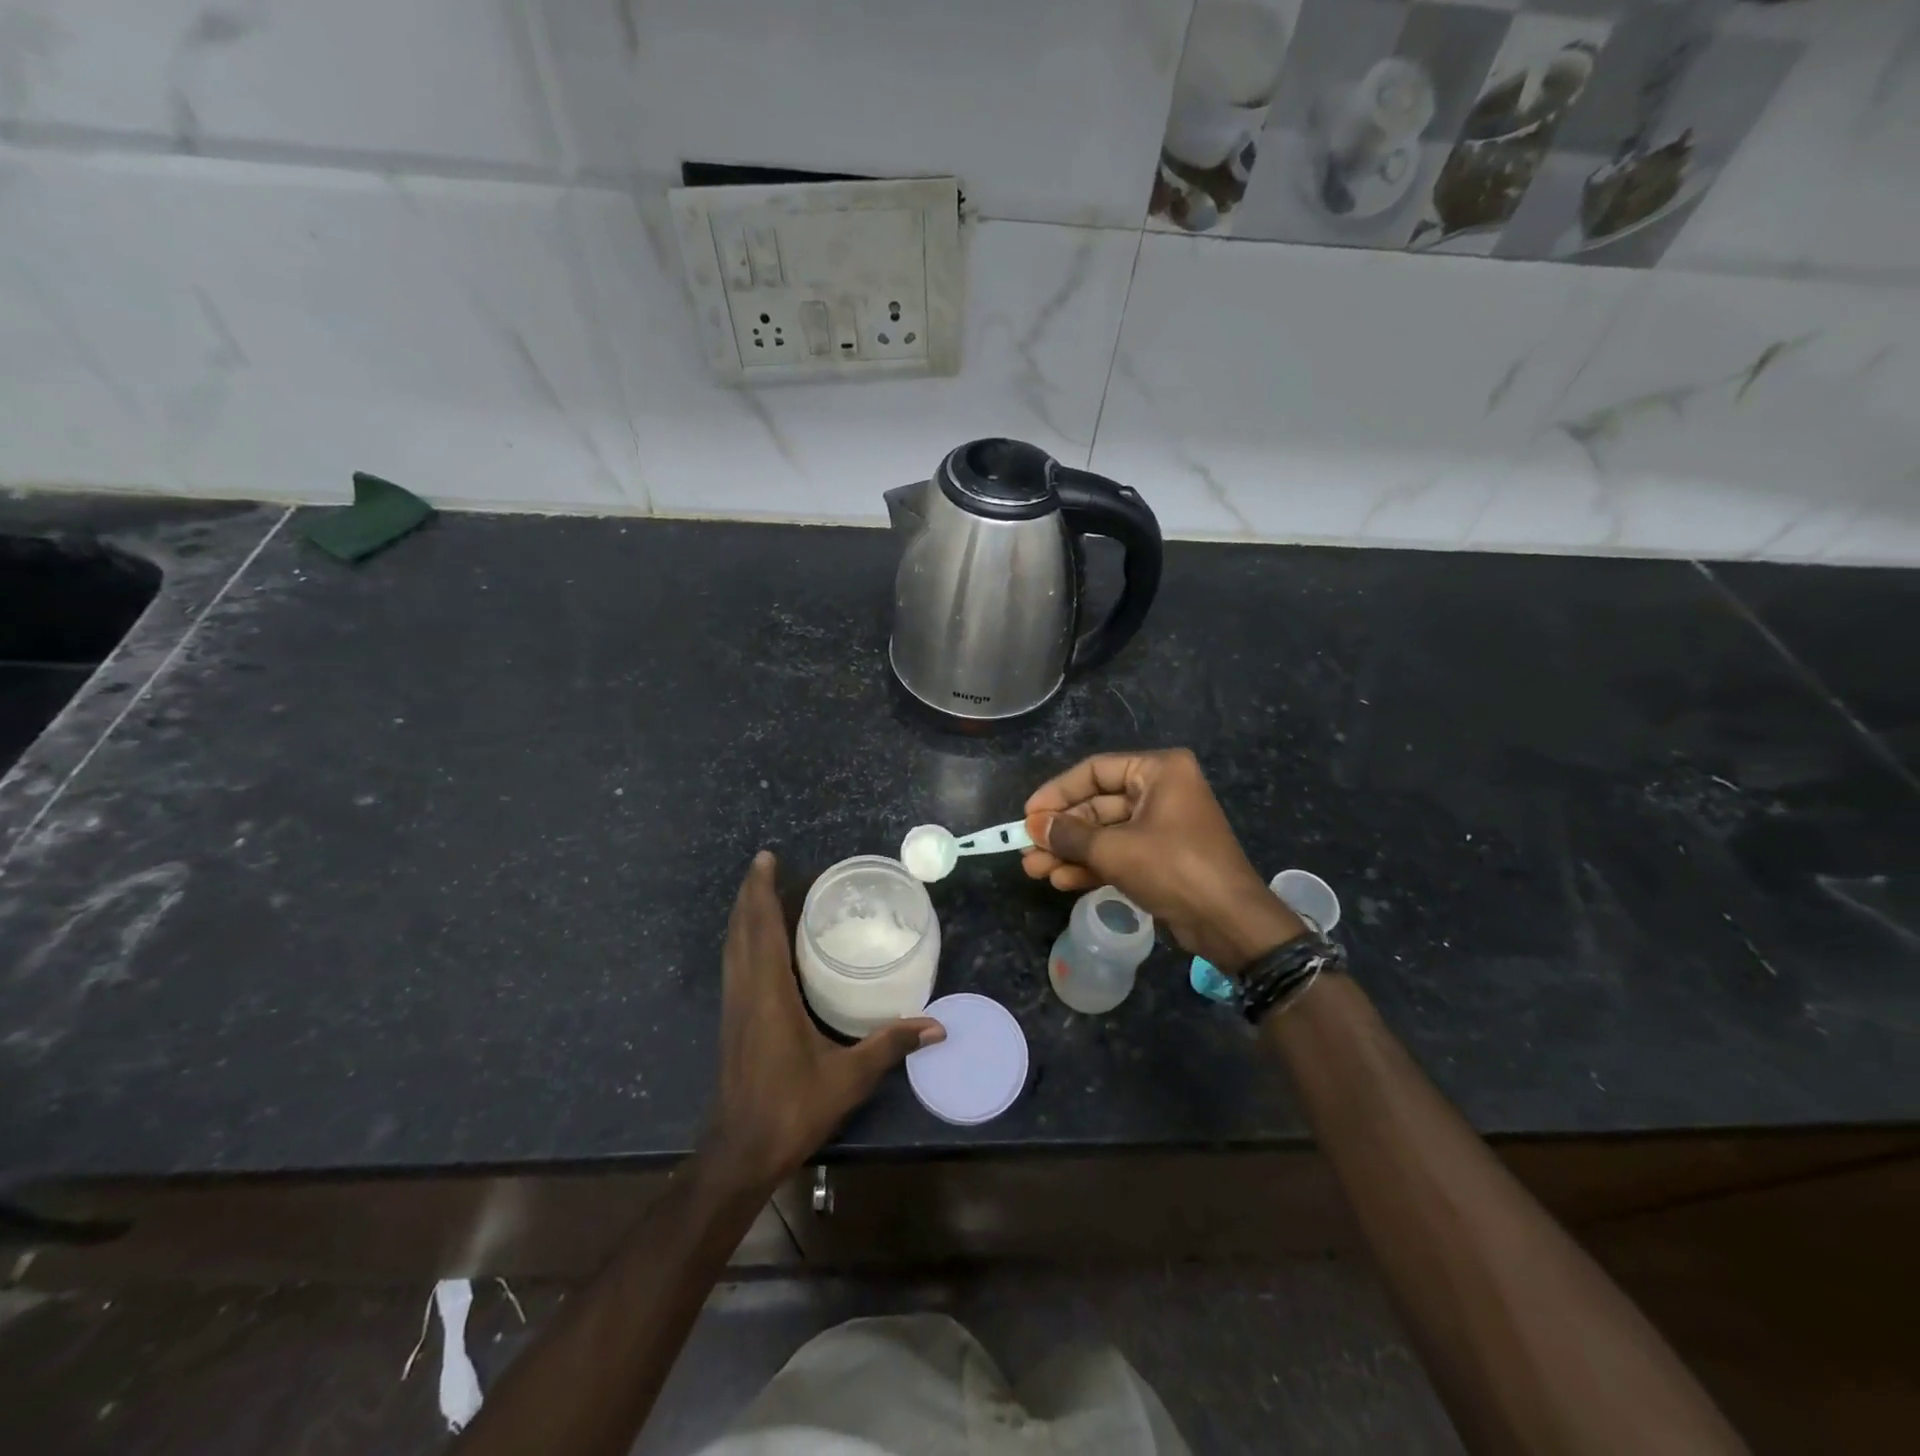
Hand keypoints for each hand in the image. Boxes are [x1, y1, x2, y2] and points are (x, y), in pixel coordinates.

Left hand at [701, 852, 943, 1192]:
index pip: (762, 929)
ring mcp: (735, 1005)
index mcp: (769, 993)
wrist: (740, 1151)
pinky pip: (735, 963)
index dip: (762, 891)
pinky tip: (758, 941)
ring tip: (760, 890)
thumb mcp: (848, 1077)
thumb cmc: (792, 1108)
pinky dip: (744, 939)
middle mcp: (746, 990)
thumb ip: (891, 1045)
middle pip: (742, 929)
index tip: (766, 859)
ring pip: (733, 946)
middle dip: (751, 893)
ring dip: (744, 914)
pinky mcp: (733, 1019)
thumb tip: (937, 1026)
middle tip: (765, 864)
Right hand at [1022, 749, 1303, 972]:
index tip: (1028, 814)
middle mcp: (1162, 791)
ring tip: (1034, 870)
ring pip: (1105, 833)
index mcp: (1159, 771)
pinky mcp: (1162, 857)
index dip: (1058, 792)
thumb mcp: (1114, 849)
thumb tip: (1033, 825)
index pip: (1095, 771)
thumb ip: (1069, 834)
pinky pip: (1119, 853)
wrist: (1228, 922)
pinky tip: (1060, 880)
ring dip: (1070, 851)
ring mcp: (1162, 826)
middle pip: (1097, 804)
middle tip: (1026, 848)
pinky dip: (1091, 865)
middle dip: (1061, 830)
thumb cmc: (1172, 868)